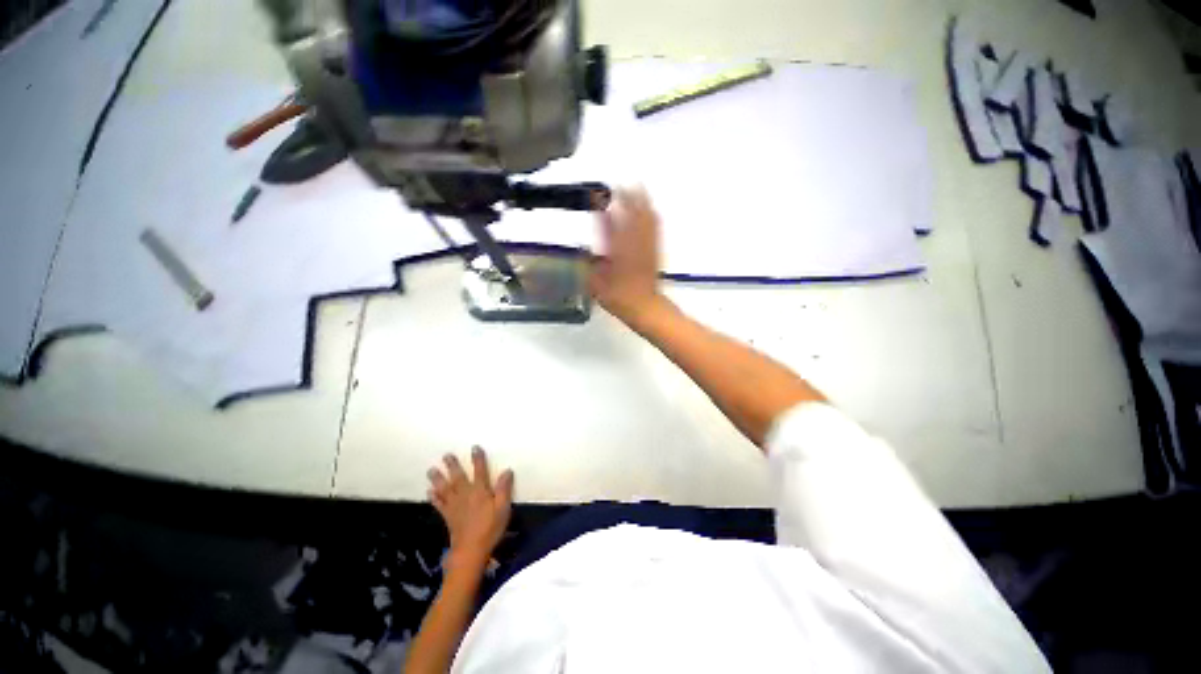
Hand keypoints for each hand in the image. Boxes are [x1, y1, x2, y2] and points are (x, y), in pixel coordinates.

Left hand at [427, 447, 513, 565]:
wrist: (471, 550)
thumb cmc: (490, 528)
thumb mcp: (503, 508)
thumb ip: (504, 489)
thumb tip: (507, 470)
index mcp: (480, 491)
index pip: (480, 470)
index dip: (478, 459)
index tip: (474, 447)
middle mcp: (466, 494)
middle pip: (458, 477)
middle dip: (452, 466)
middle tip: (445, 455)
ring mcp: (455, 506)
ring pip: (445, 489)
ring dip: (438, 479)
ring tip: (431, 470)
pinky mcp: (448, 516)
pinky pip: (439, 504)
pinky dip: (434, 497)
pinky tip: (429, 492)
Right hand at [590, 187, 670, 329]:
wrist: (644, 306)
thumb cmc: (618, 298)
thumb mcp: (595, 284)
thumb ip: (588, 265)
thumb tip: (583, 249)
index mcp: (615, 251)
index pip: (607, 224)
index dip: (601, 208)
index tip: (595, 194)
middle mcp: (632, 244)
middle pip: (631, 215)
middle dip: (626, 197)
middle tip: (619, 184)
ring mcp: (646, 245)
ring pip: (645, 218)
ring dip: (641, 201)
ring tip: (636, 187)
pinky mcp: (655, 250)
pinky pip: (655, 227)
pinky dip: (651, 214)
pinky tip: (650, 209)